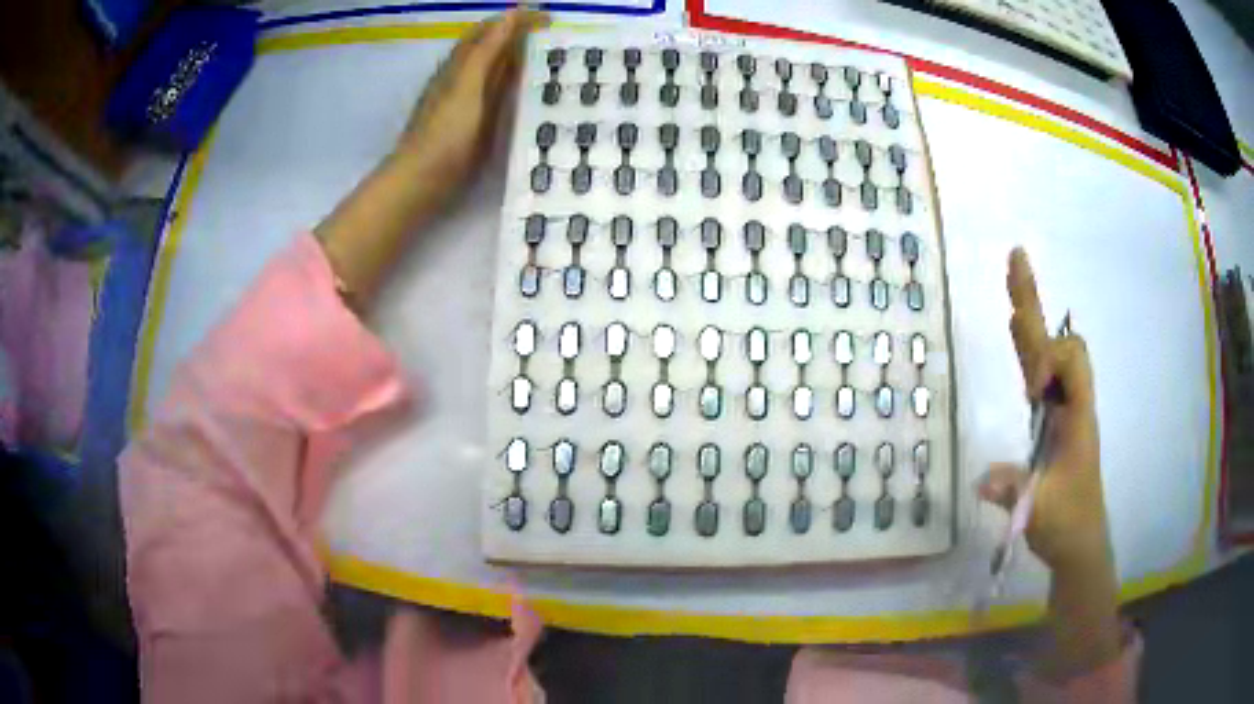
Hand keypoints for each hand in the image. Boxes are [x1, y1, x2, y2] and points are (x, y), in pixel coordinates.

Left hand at [392, 9, 549, 203]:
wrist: (422, 180)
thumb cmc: (445, 131)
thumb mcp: (467, 83)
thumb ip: (488, 50)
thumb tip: (512, 15)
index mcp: (460, 64)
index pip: (490, 30)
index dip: (517, 19)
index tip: (551, 19)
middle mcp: (462, 78)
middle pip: (493, 48)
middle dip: (521, 37)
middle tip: (557, 41)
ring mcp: (466, 102)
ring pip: (496, 71)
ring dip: (521, 62)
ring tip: (552, 63)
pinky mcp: (472, 125)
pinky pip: (498, 95)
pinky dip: (516, 87)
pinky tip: (531, 96)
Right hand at [979, 248, 1112, 576]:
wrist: (1080, 542)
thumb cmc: (1068, 524)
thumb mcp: (1041, 511)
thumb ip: (1016, 492)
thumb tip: (982, 478)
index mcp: (1078, 416)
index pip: (1071, 360)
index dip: (1047, 359)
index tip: (1029, 391)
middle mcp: (1072, 403)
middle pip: (1057, 342)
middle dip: (1035, 304)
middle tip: (1015, 258)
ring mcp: (1062, 410)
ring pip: (1050, 353)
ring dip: (1031, 319)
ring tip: (1013, 280)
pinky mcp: (1052, 421)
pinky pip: (1041, 374)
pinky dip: (1029, 349)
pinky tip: (1018, 335)